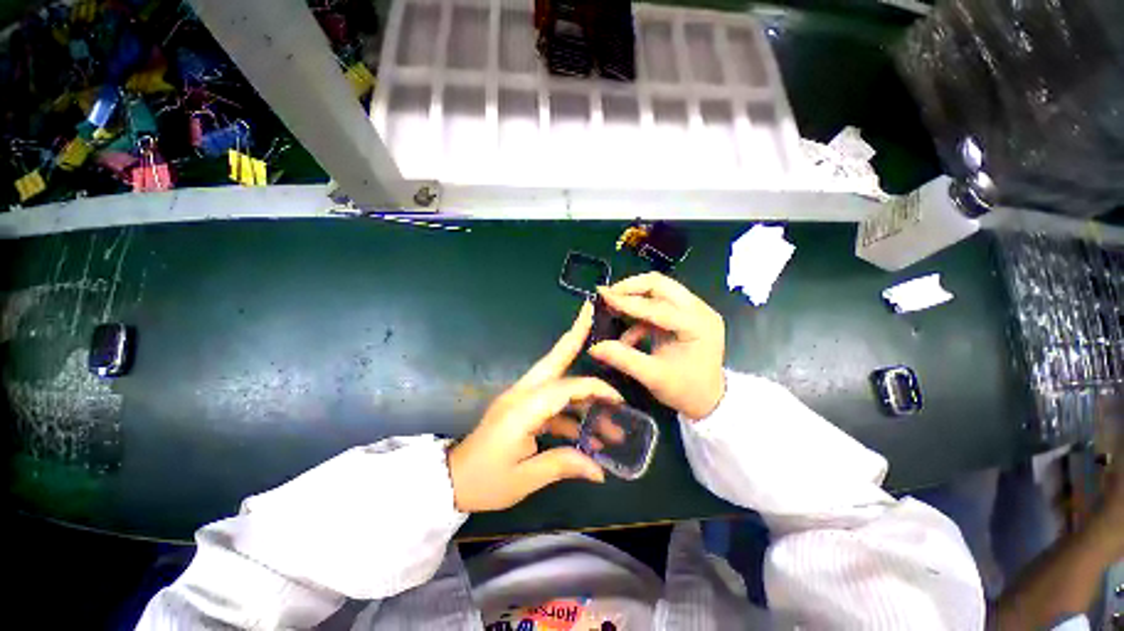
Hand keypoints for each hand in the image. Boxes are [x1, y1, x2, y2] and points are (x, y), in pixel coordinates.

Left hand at [448, 303, 621, 512]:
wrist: (452, 481)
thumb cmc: (486, 481)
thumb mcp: (525, 479)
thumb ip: (563, 464)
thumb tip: (599, 469)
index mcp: (523, 408)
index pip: (566, 388)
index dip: (594, 389)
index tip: (617, 400)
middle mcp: (522, 394)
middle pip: (553, 359)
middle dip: (573, 337)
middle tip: (590, 314)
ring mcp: (520, 398)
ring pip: (556, 379)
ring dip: (581, 389)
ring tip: (609, 413)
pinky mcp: (521, 407)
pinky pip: (551, 401)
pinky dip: (570, 412)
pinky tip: (587, 434)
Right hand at [589, 273, 725, 420]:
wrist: (709, 399)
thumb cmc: (685, 390)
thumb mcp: (652, 377)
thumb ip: (623, 359)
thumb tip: (594, 347)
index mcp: (696, 325)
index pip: (657, 306)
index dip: (627, 301)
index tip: (602, 295)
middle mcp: (699, 310)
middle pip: (661, 284)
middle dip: (631, 288)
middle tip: (608, 295)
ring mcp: (695, 309)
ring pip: (660, 288)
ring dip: (635, 296)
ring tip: (613, 306)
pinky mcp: (687, 313)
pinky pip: (660, 303)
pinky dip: (641, 313)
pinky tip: (628, 331)